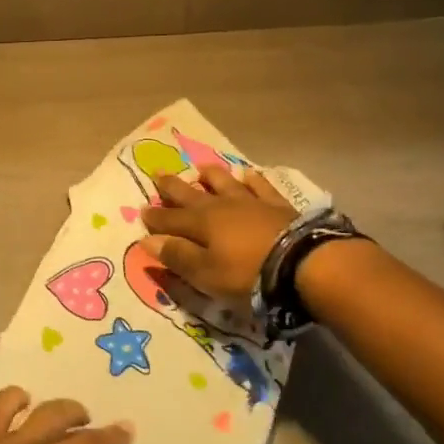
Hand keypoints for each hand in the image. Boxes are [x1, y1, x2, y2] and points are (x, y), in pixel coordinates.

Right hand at [141, 165, 296, 297]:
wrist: (302, 263)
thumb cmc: (247, 274)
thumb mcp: (206, 274)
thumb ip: (177, 256)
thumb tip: (147, 240)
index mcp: (199, 224)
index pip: (169, 220)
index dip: (154, 218)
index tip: (141, 211)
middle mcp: (220, 206)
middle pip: (190, 194)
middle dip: (172, 186)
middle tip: (157, 174)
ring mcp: (250, 202)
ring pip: (224, 183)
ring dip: (210, 176)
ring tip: (200, 169)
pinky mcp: (277, 205)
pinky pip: (260, 186)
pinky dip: (252, 180)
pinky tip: (248, 174)